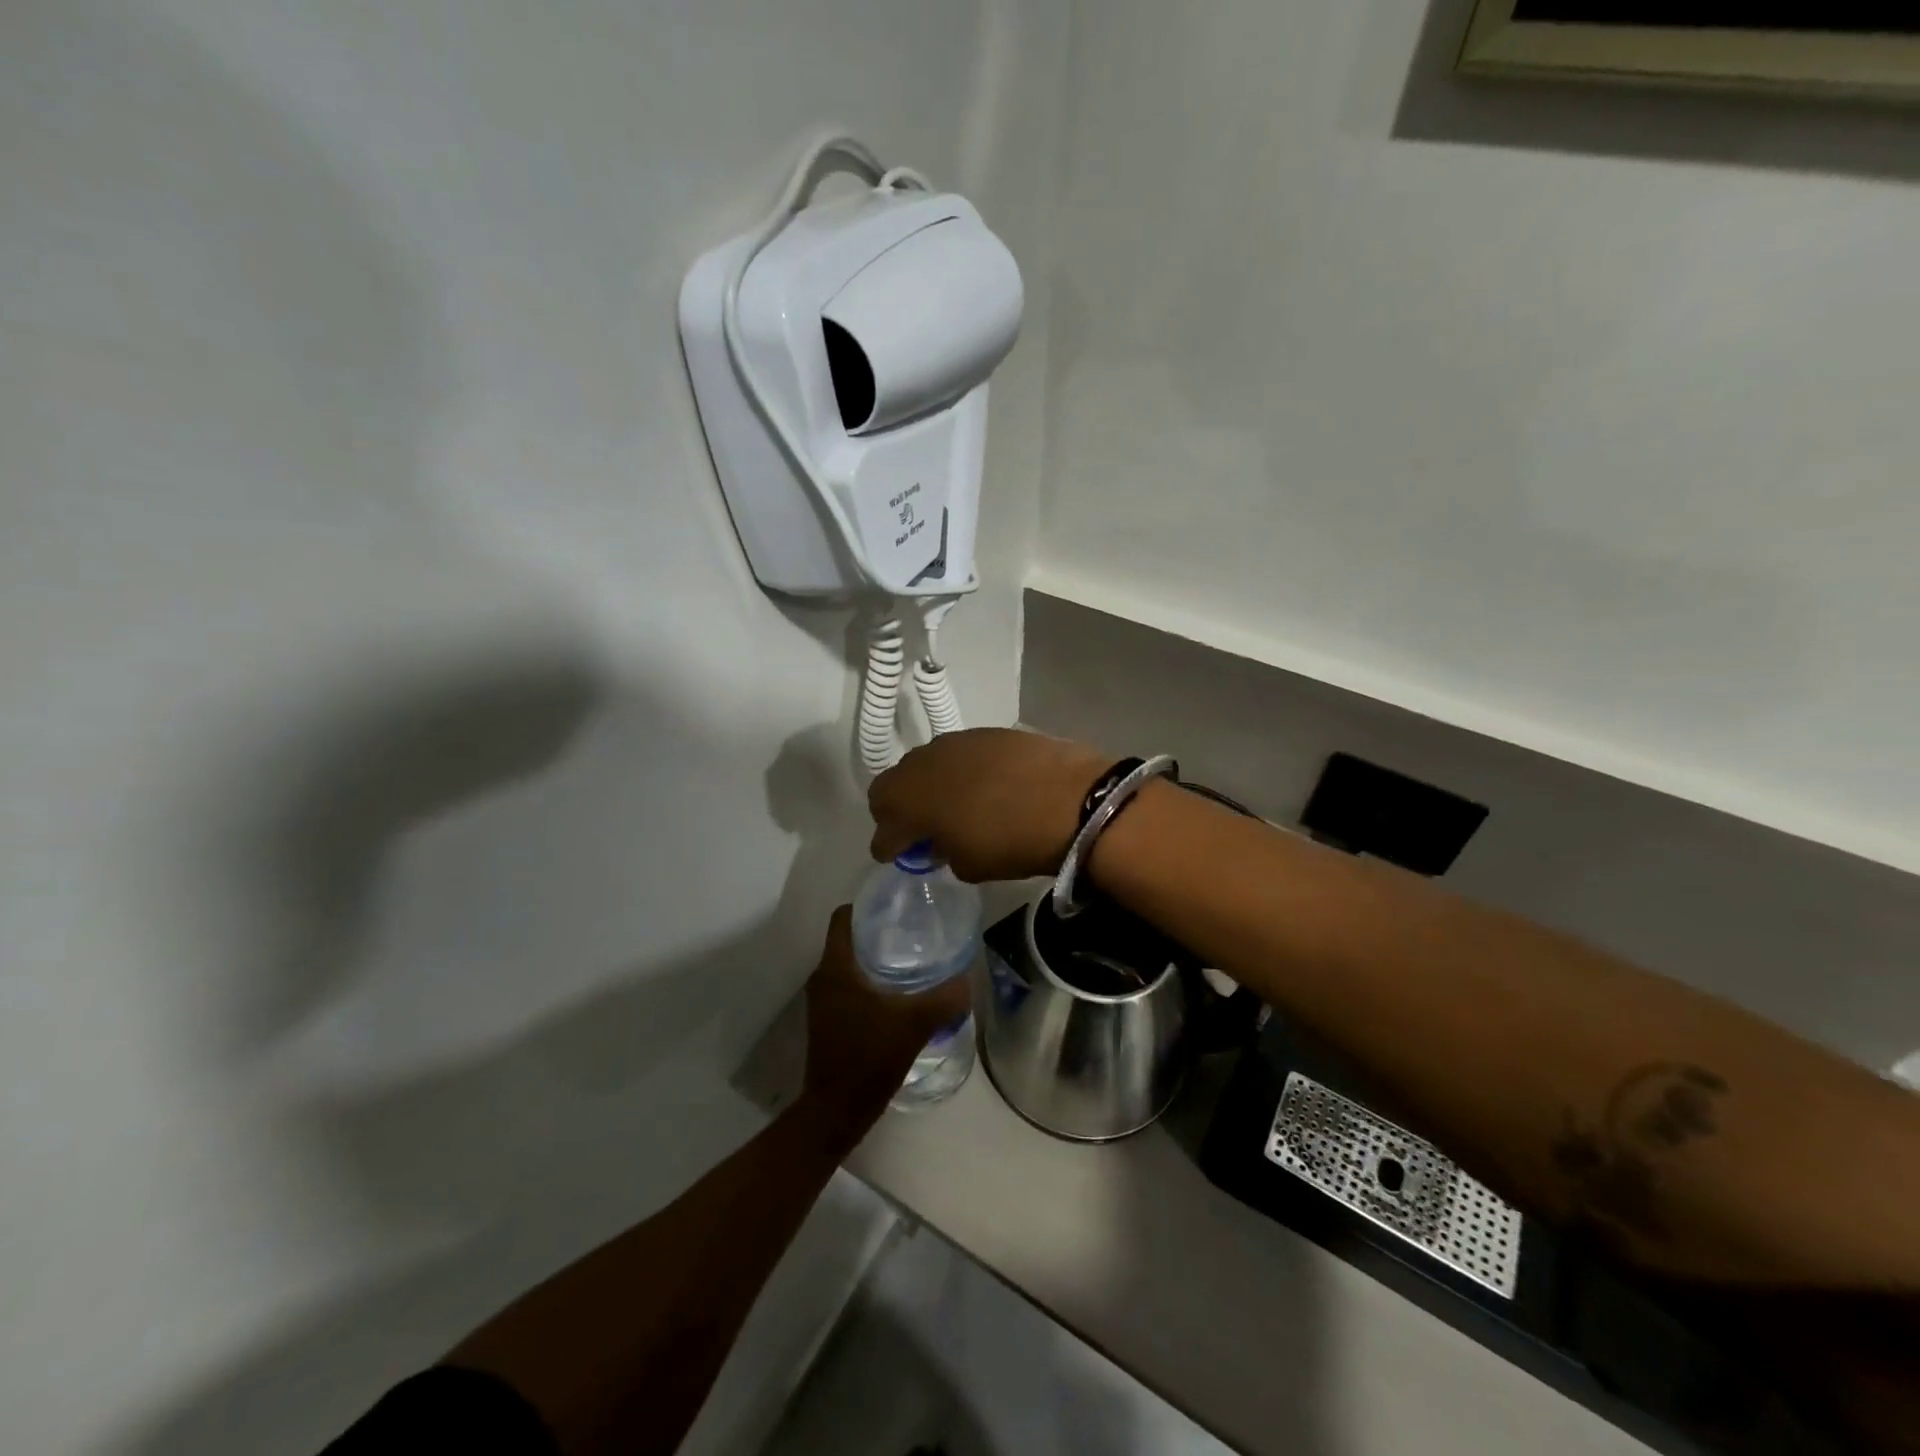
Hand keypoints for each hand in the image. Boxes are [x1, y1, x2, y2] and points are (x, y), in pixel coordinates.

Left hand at [803, 906, 973, 1129]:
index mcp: (836, 968)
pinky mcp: (828, 1020)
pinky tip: (897, 992)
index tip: (895, 905)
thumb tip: (967, 977)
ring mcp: (822, 1001)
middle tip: (912, 929)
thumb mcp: (914, 1024)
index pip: (842, 918)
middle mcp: (823, 978)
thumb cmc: (869, 1057)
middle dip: (876, 931)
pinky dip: (868, 981)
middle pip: (847, 938)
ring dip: (873, 958)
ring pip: (848, 963)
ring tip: (910, 958)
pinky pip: (847, 985)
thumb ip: (944, 998)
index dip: (866, 905)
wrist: (837, 1110)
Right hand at [868, 728, 1110, 882]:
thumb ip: (942, 851)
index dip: (887, 846)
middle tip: (920, 829)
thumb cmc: (1010, 841)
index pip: (883, 827)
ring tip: (954, 806)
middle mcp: (922, 764)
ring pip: (926, 765)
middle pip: (894, 786)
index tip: (894, 855)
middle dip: (900, 809)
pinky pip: (959, 754)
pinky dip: (962, 772)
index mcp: (908, 800)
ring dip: (931, 786)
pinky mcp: (985, 732)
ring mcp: (954, 742)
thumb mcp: (968, 865)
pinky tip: (985, 786)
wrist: (1070, 798)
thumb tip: (940, 841)